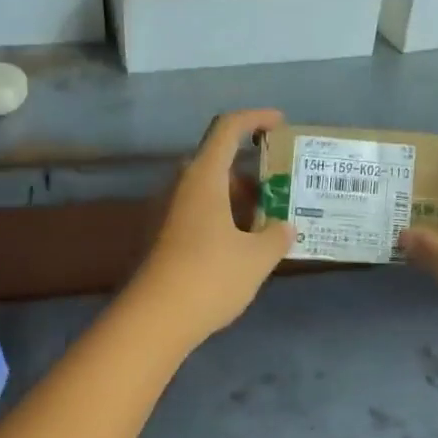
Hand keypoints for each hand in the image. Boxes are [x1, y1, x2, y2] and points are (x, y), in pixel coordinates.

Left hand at [129, 109, 291, 347]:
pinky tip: (242, 247)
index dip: (255, 118)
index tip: (279, 124)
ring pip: (207, 192)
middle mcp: (180, 187)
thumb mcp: (257, 258)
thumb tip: (283, 227)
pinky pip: (197, 214)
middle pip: (217, 162)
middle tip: (279, 189)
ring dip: (237, 199)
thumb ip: (276, 236)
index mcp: (203, 178)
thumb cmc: (210, 277)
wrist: (154, 319)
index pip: (227, 128)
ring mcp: (166, 213)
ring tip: (268, 223)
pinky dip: (222, 219)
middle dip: (251, 172)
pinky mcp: (162, 238)